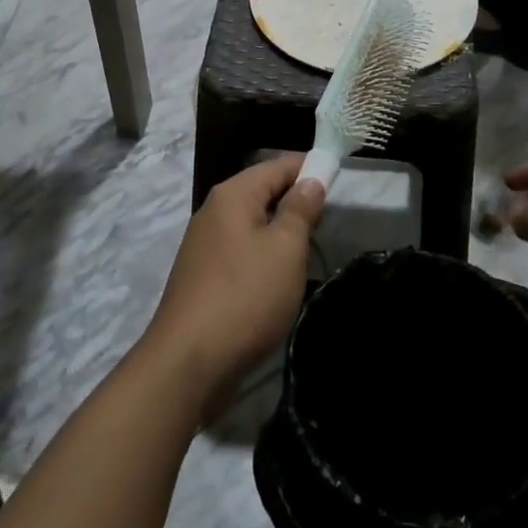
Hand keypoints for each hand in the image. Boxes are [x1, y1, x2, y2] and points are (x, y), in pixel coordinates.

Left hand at [143, 156, 323, 413]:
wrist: (189, 362)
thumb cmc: (245, 295)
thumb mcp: (285, 248)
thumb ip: (300, 209)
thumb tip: (310, 180)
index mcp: (233, 194)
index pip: (278, 165)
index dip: (309, 168)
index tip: (338, 179)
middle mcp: (214, 210)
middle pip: (262, 191)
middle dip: (295, 200)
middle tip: (329, 217)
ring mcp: (204, 243)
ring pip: (252, 222)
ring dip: (280, 230)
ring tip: (309, 246)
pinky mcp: (202, 274)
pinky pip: (240, 249)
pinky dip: (263, 253)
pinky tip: (278, 274)